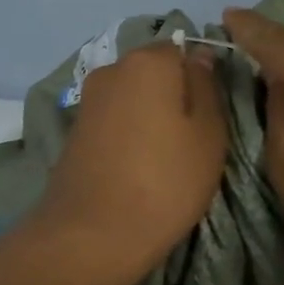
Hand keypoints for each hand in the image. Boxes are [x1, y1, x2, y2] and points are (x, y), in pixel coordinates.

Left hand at [29, 43, 226, 284]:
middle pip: (153, 72)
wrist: (92, 234)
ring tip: (163, 158)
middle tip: (191, 140)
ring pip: (131, 98)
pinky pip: (112, 121)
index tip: (210, 115)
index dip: (200, 79)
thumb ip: (206, 88)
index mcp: (148, 61)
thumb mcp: (208, 135)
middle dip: (172, 96)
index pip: (183, 50)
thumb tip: (199, 58)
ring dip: (148, 117)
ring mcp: (87, 101)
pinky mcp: (73, 132)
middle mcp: (110, 70)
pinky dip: (127, 135)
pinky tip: (136, 166)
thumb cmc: (165, 182)